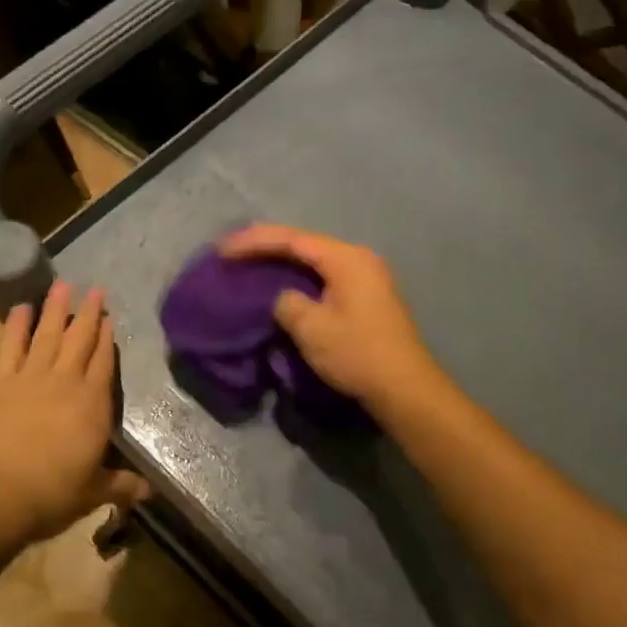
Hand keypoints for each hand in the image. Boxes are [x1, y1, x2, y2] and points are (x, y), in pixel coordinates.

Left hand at [0, 284, 149, 548]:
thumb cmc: (51, 493)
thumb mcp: (92, 492)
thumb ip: (120, 485)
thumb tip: (148, 492)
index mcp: (93, 405)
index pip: (104, 363)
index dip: (107, 340)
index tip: (110, 318)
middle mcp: (65, 382)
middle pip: (80, 340)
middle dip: (89, 314)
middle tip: (94, 289)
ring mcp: (30, 377)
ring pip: (48, 334)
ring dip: (55, 309)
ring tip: (62, 285)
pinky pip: (10, 345)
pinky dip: (16, 325)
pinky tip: (20, 308)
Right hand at [217, 225, 440, 408]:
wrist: (403, 387)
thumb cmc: (357, 353)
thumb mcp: (311, 328)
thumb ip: (287, 303)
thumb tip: (284, 298)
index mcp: (346, 258)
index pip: (292, 240)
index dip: (254, 242)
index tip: (223, 250)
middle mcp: (358, 259)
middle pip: (305, 244)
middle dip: (267, 245)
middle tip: (233, 250)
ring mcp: (366, 277)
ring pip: (315, 260)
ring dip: (283, 261)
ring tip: (251, 262)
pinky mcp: (367, 298)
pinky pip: (325, 276)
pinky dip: (300, 277)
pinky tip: (283, 283)